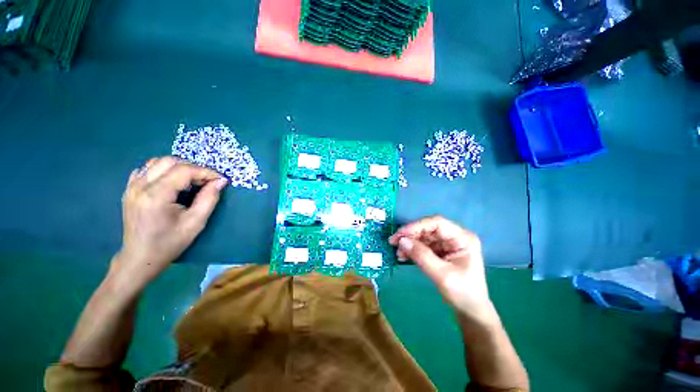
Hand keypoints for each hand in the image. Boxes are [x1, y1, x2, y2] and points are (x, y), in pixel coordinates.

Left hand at [110, 157, 227, 290]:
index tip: (220, 179)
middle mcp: (141, 186)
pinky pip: (146, 169)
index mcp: (156, 195)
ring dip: (179, 167)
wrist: (140, 257)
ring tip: (191, 181)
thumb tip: (220, 181)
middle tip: (206, 181)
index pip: (184, 170)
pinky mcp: (129, 189)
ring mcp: (132, 186)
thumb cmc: (170, 242)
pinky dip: (163, 170)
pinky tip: (172, 182)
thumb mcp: (196, 222)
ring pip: (157, 161)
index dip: (206, 172)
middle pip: (170, 161)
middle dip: (193, 167)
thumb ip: (209, 199)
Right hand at [389, 216, 496, 324]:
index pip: (437, 223)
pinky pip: (423, 245)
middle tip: (394, 242)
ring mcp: (447, 243)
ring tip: (399, 252)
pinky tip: (404, 255)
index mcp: (462, 238)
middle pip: (428, 228)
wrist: (470, 311)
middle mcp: (455, 237)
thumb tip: (402, 241)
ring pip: (424, 236)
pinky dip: (412, 249)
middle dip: (410, 234)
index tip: (400, 234)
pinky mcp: (441, 251)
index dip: (417, 226)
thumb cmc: (462, 293)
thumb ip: (421, 256)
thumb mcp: (442, 275)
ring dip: (410, 242)